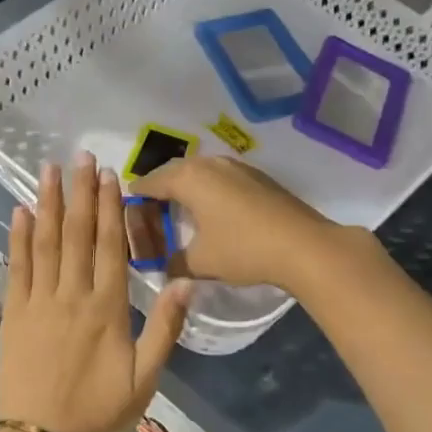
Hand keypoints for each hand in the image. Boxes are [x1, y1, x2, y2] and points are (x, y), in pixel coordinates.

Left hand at [0, 154, 191, 431]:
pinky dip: (18, 237)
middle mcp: (72, 295)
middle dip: (80, 192)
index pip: (110, 245)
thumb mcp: (146, 379)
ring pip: (45, 242)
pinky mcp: (13, 314)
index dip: (110, 207)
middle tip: (80, 156)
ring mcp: (38, 302)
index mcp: (107, 308)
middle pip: (78, 234)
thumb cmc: (100, 414)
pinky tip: (20, 212)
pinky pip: (17, 267)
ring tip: (49, 170)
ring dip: (49, 203)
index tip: (109, 175)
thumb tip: (185, 279)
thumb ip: (165, 328)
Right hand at [132, 155, 362, 293]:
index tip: (127, 209)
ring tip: (180, 210)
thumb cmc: (244, 249)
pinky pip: (220, 177)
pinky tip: (213, 210)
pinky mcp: (257, 176)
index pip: (150, 182)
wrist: (304, 245)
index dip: (136, 196)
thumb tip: (164, 269)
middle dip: (159, 188)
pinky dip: (208, 189)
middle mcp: (208, 163)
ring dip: (186, 187)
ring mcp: (236, 166)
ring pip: (199, 171)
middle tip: (151, 211)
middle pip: (173, 171)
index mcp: (188, 178)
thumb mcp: (201, 263)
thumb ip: (174, 264)